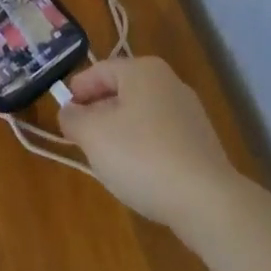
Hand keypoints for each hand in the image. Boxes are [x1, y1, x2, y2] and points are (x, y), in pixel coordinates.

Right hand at [58, 57, 241, 231]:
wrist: (206, 200)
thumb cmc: (142, 156)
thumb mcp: (93, 135)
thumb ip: (73, 118)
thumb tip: (69, 112)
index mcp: (143, 70)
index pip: (99, 70)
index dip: (77, 90)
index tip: (63, 114)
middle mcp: (169, 83)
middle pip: (121, 91)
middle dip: (98, 112)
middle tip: (80, 137)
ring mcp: (189, 113)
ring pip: (141, 114)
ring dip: (119, 131)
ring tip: (105, 159)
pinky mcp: (200, 143)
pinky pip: (160, 136)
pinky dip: (143, 147)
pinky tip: (137, 173)